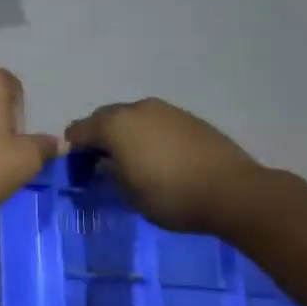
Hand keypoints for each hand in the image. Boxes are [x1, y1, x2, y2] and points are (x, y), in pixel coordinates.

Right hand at [65, 99, 260, 233]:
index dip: (72, 149)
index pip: (78, 131)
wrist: (233, 192)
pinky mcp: (189, 118)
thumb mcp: (129, 193)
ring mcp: (166, 110)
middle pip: (104, 118)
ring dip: (125, 134)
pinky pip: (156, 122)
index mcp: (115, 125)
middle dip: (98, 137)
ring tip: (132, 160)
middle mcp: (137, 109)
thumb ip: (109, 173)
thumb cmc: (171, 196)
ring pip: (132, 118)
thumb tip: (103, 162)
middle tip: (101, 163)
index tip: (76, 169)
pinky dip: (148, 135)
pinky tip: (159, 157)